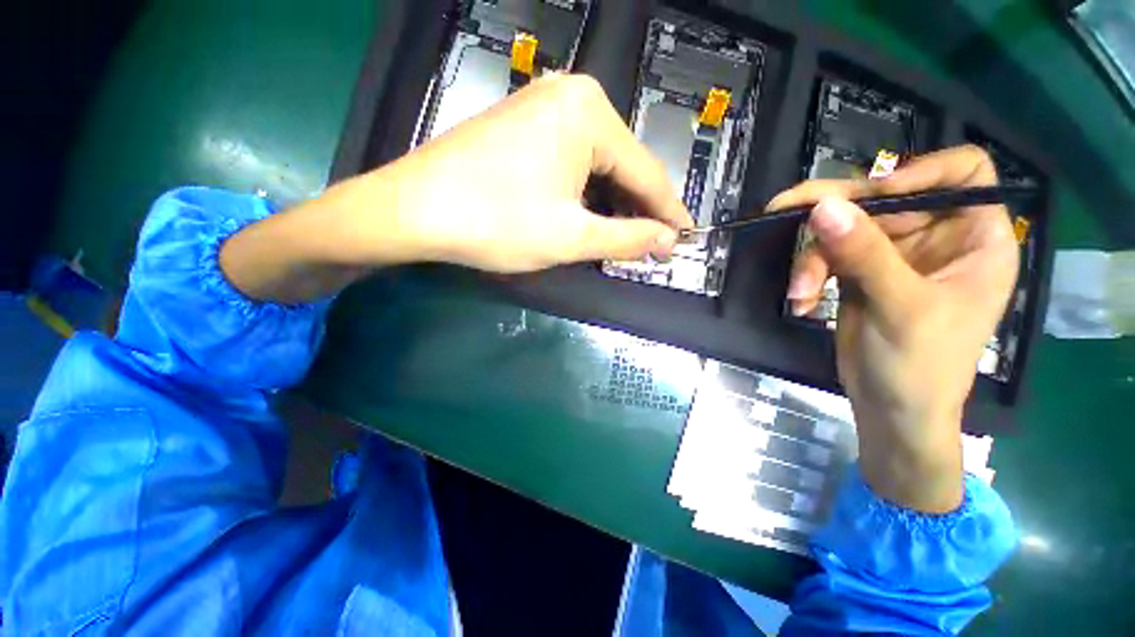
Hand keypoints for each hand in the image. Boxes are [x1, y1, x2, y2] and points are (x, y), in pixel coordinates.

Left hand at [221, 74, 691, 301]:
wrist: (414, 210)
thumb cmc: (496, 222)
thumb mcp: (571, 237)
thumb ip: (626, 238)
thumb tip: (667, 241)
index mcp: (590, 115)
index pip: (647, 173)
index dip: (669, 212)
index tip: (685, 238)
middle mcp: (572, 98)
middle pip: (623, 167)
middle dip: (638, 210)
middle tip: (653, 247)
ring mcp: (544, 108)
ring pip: (598, 167)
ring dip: (612, 205)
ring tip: (625, 239)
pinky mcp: (525, 126)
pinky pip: (573, 163)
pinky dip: (586, 194)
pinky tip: (590, 216)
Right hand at [768, 146, 1019, 511]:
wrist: (889, 408)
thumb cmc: (921, 366)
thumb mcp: (900, 307)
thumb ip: (865, 254)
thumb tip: (823, 207)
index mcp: (975, 237)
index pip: (962, 171)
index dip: (921, 172)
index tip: (876, 195)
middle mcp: (936, 236)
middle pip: (885, 197)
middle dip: (835, 213)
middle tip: (783, 210)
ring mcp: (893, 254)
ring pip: (844, 226)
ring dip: (813, 255)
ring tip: (799, 290)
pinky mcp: (858, 271)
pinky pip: (826, 252)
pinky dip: (807, 272)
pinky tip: (800, 299)